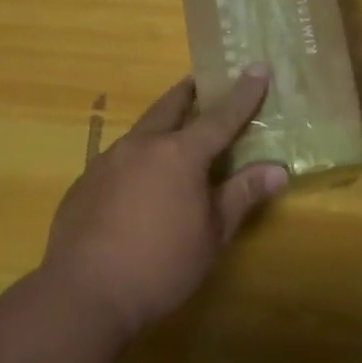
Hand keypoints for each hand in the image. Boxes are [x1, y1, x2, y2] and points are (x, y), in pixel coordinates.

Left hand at [40, 69, 288, 337]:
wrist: (84, 294)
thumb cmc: (161, 265)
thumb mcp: (212, 235)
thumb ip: (242, 195)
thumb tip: (277, 170)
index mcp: (180, 154)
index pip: (220, 116)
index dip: (243, 93)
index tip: (258, 68)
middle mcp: (142, 145)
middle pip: (170, 106)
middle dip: (190, 92)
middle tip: (202, 84)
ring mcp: (107, 161)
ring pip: (141, 130)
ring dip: (161, 124)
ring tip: (172, 134)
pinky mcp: (84, 182)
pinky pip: (118, 158)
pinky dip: (137, 157)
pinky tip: (137, 183)